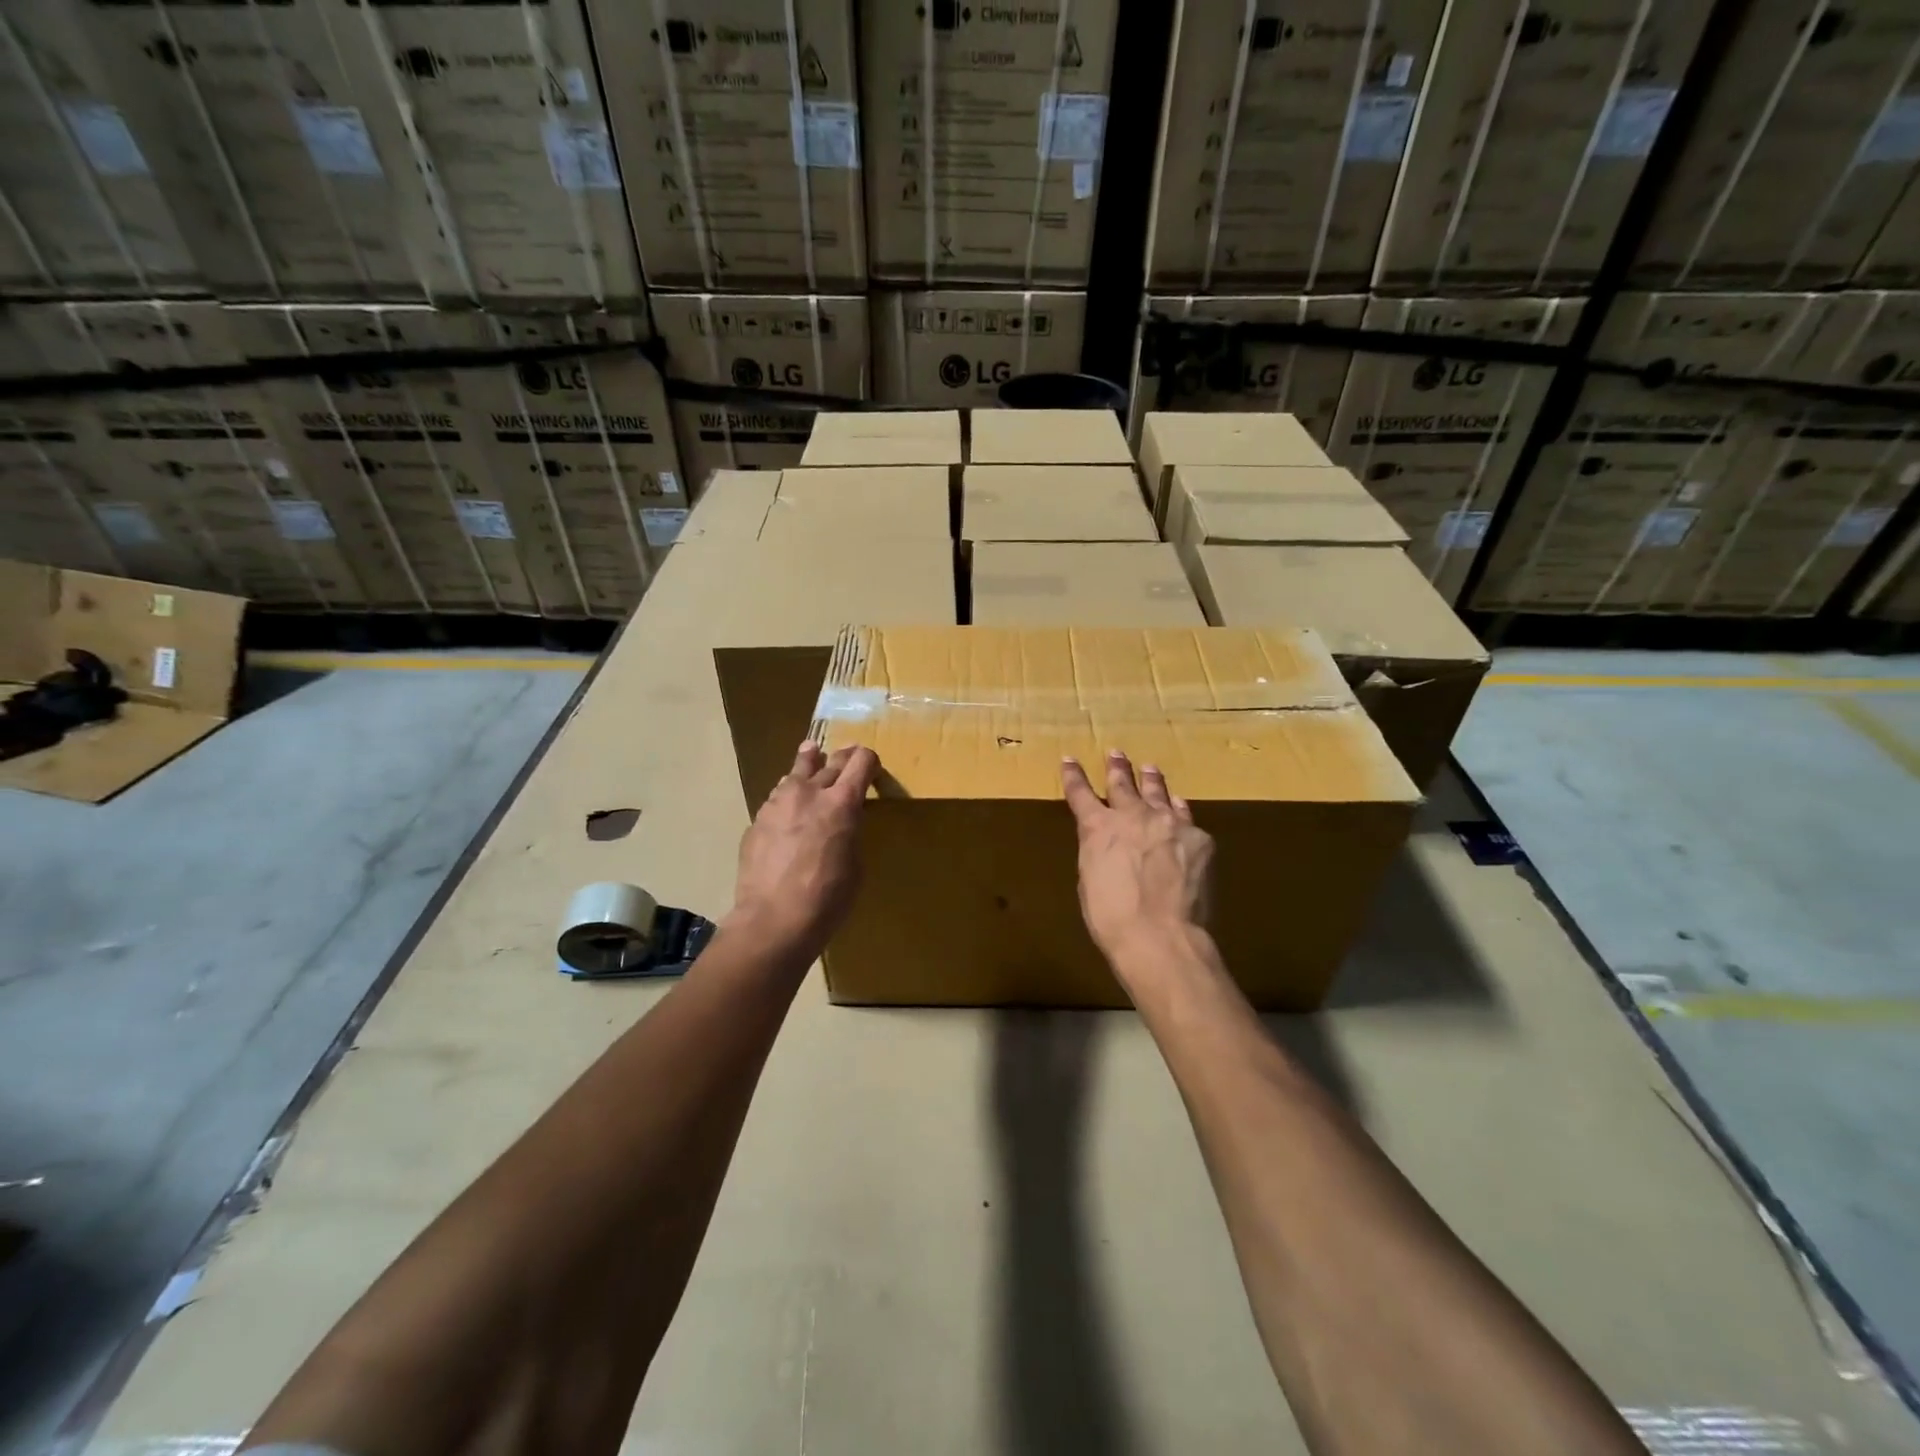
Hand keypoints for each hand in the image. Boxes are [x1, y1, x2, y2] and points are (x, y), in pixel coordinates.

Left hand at [731, 740, 878, 958]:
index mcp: (842, 803)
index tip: (872, 765)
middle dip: (843, 758)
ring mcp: (778, 803)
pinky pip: (777, 797)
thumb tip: (841, 825)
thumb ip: (849, 833)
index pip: (861, 762)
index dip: (869, 760)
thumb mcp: (855, 864)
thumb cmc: (827, 899)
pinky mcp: (757, 820)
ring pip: (796, 771)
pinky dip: (788, 795)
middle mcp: (809, 792)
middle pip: (831, 761)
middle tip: (849, 755)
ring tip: (811, 754)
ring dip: (809, 764)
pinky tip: (788, 805)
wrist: (773, 920)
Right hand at [1061, 751, 1213, 966]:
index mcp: (1098, 828)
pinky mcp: (1199, 838)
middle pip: (1123, 783)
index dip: (1074, 775)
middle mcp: (1133, 815)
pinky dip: (1178, 811)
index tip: (1070, 759)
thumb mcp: (1090, 881)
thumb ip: (1098, 853)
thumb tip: (1109, 846)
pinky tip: (1179, 807)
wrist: (1161, 936)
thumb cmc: (1112, 918)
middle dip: (1117, 768)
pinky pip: (1186, 817)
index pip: (1080, 793)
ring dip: (1151, 780)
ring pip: (1159, 792)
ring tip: (1149, 768)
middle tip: (1116, 753)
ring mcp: (1169, 823)